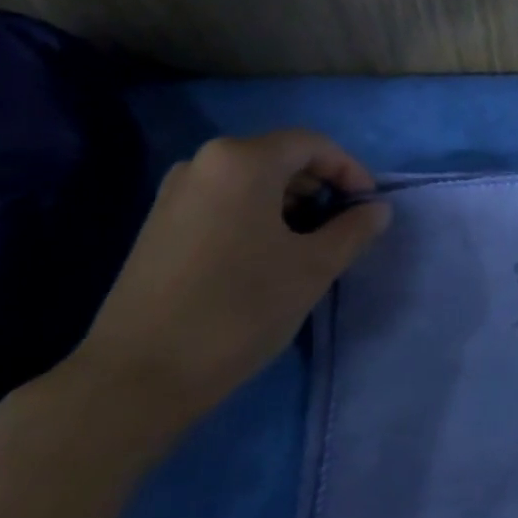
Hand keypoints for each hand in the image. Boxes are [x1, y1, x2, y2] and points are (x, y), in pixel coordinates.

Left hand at [54, 131, 390, 446]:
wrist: (140, 373)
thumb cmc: (240, 309)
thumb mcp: (312, 268)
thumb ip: (353, 230)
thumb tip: (377, 209)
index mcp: (242, 161)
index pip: (312, 144)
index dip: (349, 169)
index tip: (368, 206)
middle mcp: (204, 162)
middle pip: (278, 157)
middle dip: (319, 186)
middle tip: (343, 226)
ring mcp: (175, 191)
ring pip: (249, 181)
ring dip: (289, 202)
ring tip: (308, 245)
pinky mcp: (159, 222)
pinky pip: (222, 200)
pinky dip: (255, 214)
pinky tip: (265, 256)